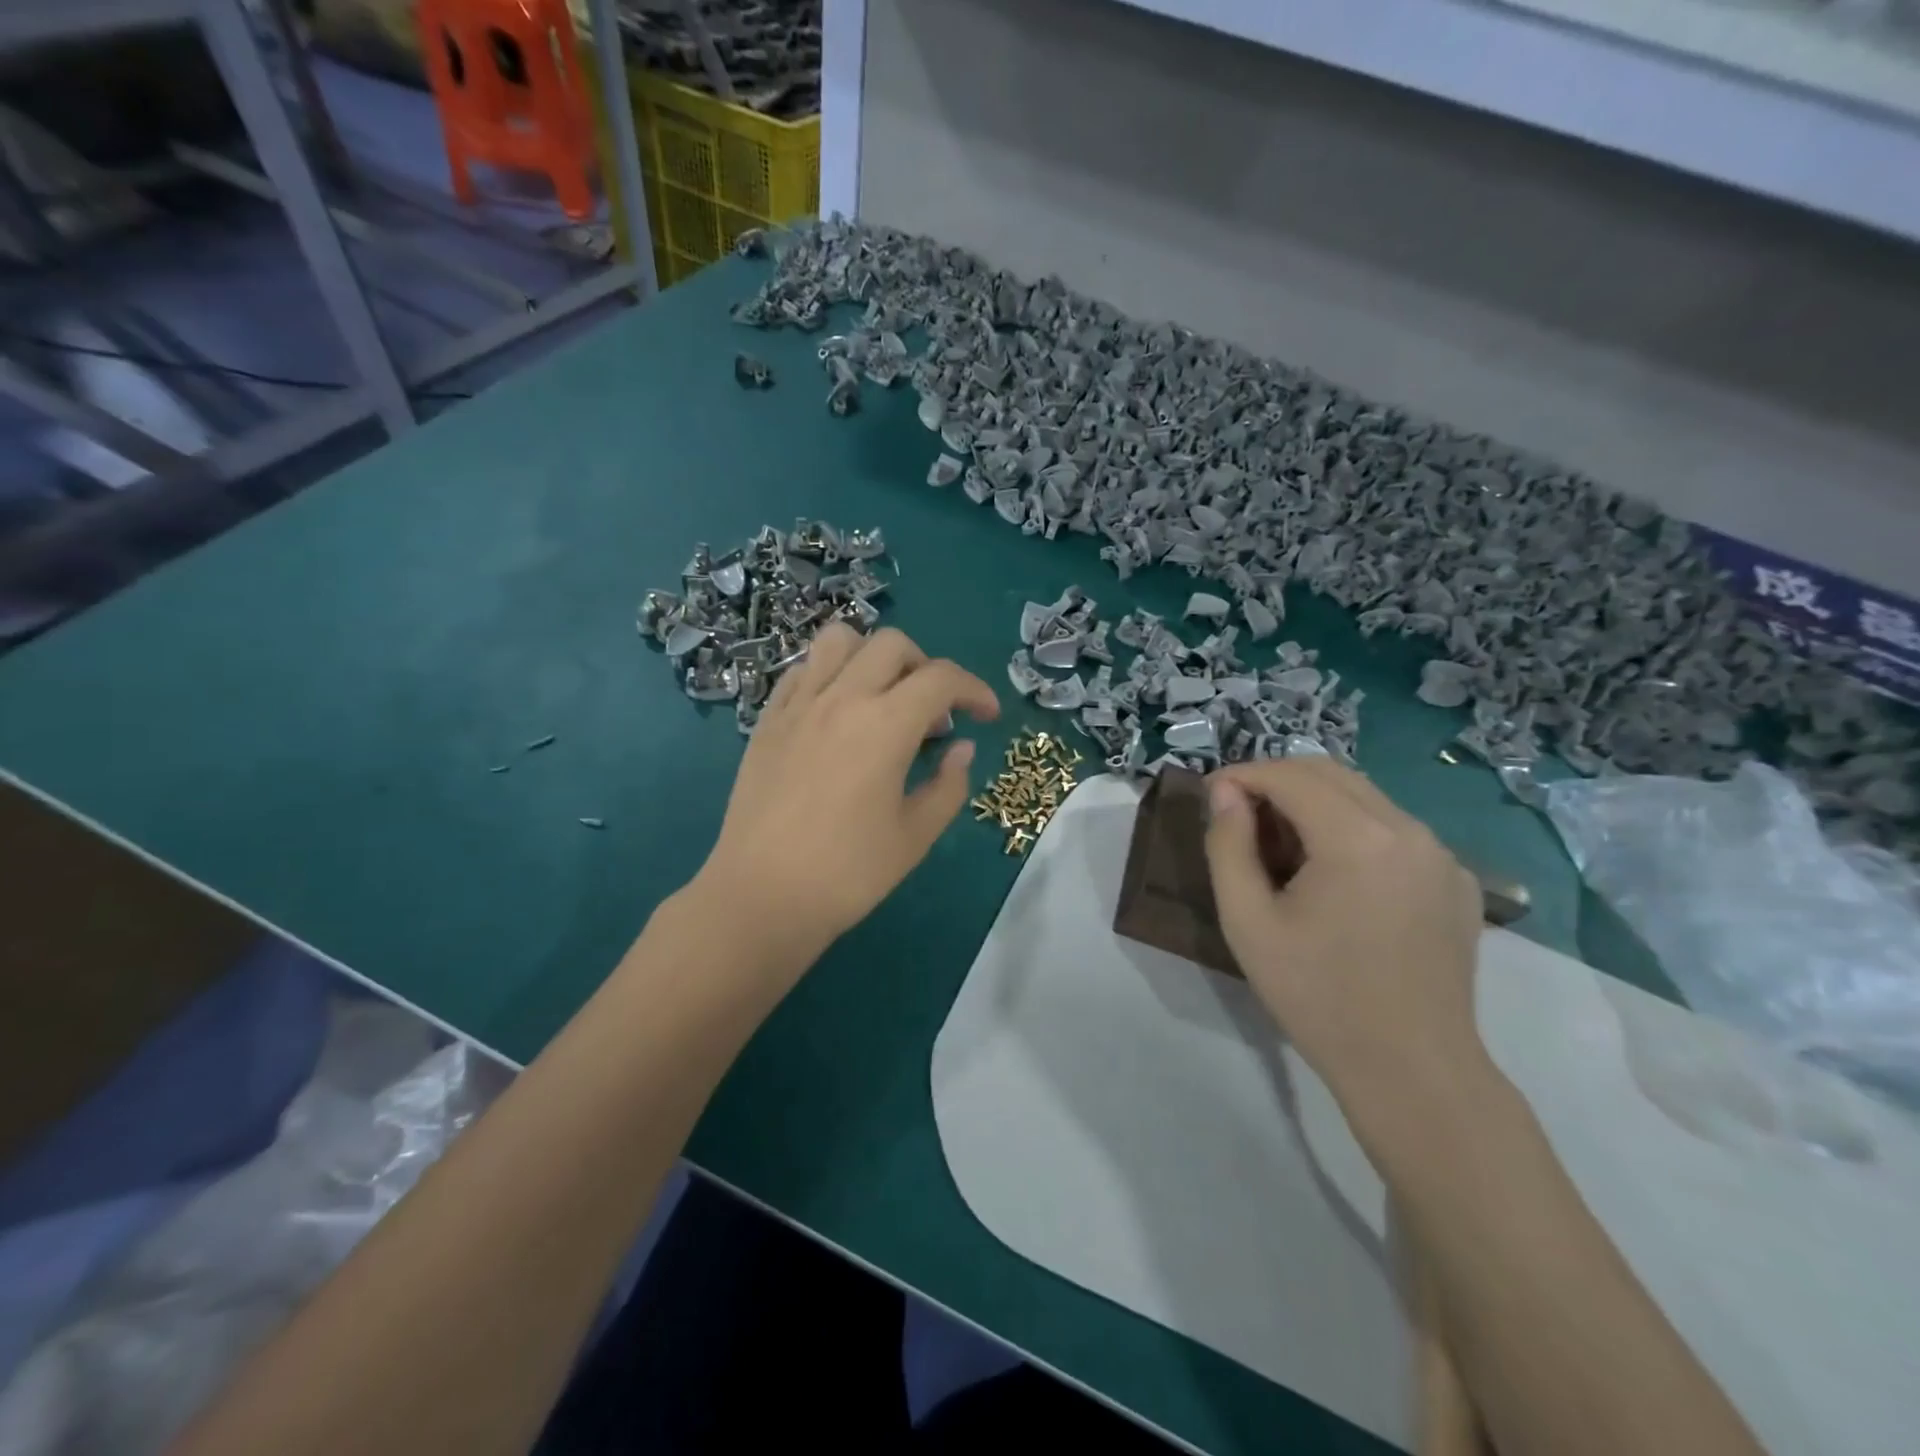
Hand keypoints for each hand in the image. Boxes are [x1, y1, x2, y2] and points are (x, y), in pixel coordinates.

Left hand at [693, 624, 998, 979]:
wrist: (761, 896)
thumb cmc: (848, 873)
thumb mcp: (915, 836)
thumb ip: (948, 785)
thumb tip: (961, 749)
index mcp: (885, 725)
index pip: (942, 678)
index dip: (975, 690)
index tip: (987, 716)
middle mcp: (842, 698)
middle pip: (893, 645)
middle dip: (926, 668)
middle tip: (933, 714)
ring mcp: (799, 705)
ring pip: (839, 640)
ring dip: (872, 657)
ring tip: (882, 697)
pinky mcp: (767, 720)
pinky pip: (801, 671)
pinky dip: (829, 674)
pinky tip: (836, 713)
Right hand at [1204, 759, 1485, 1117]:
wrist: (1412, 1069)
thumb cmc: (1317, 996)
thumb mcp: (1247, 921)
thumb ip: (1228, 845)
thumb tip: (1224, 793)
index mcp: (1358, 838)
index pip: (1290, 775)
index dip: (1243, 775)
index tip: (1210, 795)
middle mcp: (1409, 830)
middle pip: (1330, 773)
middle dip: (1277, 781)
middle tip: (1239, 816)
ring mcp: (1441, 854)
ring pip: (1364, 797)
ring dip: (1314, 803)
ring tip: (1282, 847)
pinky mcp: (1456, 880)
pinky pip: (1394, 830)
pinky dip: (1353, 829)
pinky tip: (1334, 876)